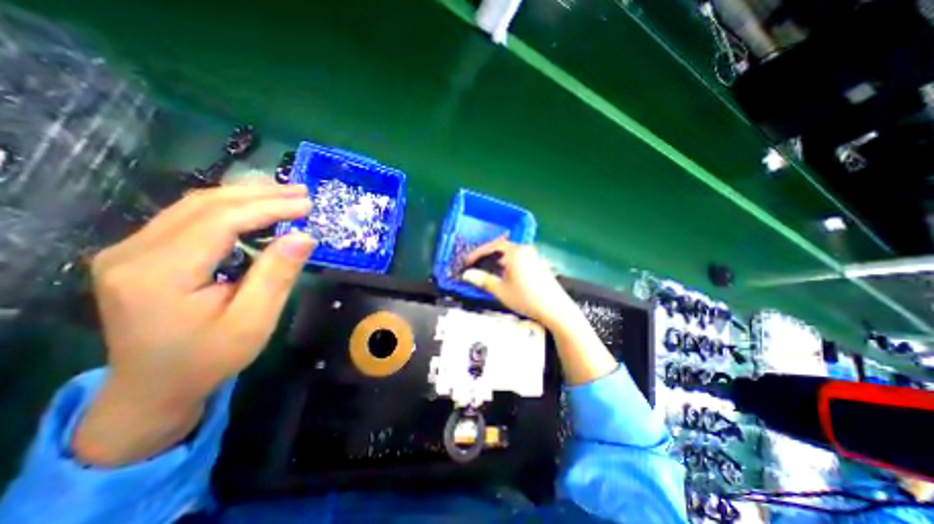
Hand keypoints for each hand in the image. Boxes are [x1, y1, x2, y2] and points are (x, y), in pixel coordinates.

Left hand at [74, 183, 313, 466]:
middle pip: (203, 204)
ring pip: (194, 205)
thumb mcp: (254, 321)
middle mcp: (133, 253)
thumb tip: (304, 237)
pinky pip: (189, 217)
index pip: (220, 221)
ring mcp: (130, 250)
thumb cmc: (211, 358)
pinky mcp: (140, 253)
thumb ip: (277, 275)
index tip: (307, 205)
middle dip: (259, 194)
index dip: (268, 207)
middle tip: (301, 192)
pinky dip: (230, 208)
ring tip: (285, 195)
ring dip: (245, 196)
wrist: (153, 387)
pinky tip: (256, 209)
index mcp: (159, 274)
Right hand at [458, 238, 577, 327]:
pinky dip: (508, 263)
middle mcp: (525, 250)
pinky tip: (504, 273)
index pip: (493, 246)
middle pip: (502, 247)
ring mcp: (534, 256)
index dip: (478, 253)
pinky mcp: (539, 264)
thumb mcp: (500, 290)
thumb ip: (483, 280)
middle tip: (475, 263)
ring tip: (487, 268)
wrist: (555, 309)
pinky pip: (518, 258)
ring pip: (511, 253)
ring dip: (498, 259)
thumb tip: (467, 274)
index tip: (467, 261)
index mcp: (515, 252)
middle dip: (487, 254)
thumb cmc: (525, 298)